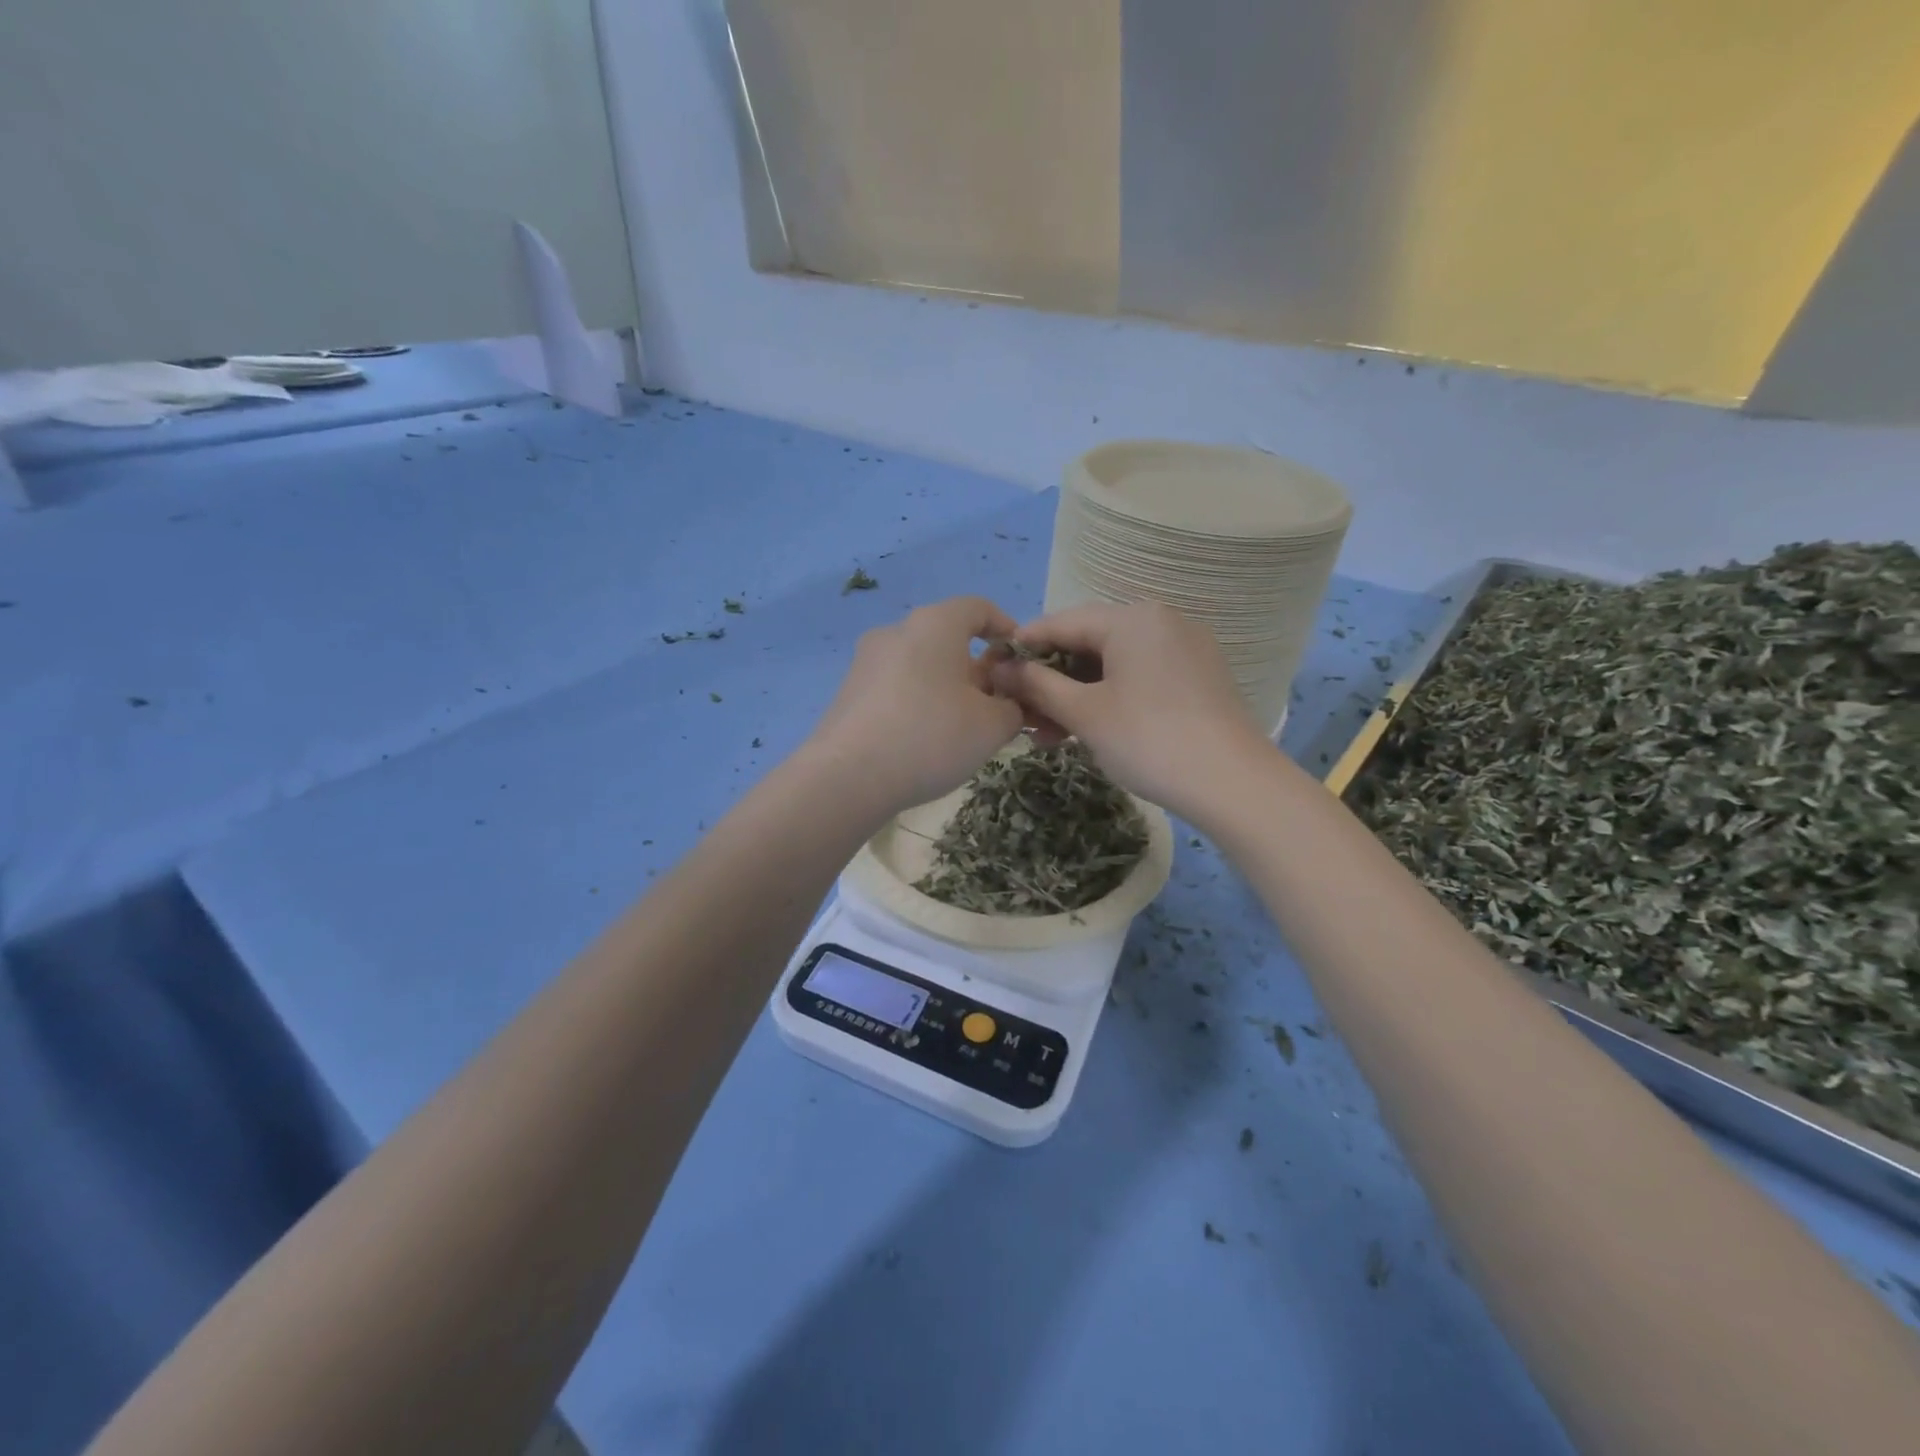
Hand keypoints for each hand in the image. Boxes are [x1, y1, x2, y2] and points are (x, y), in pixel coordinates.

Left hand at [806, 596, 1025, 813]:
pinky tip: (924, 740)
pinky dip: (917, 702)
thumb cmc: (931, 736)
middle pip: (947, 639)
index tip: (1021, 661)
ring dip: (946, 688)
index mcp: (935, 624)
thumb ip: (1013, 707)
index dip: (1006, 629)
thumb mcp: (992, 726)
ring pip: (920, 665)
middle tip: (997, 705)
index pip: (979, 608)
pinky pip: (896, 687)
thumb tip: (1007, 704)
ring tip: (962, 728)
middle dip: (977, 668)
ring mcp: (866, 661)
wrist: (848, 776)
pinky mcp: (848, 692)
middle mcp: (896, 631)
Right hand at [989, 600, 1272, 821]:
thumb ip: (1037, 686)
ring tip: (1047, 734)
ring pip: (1113, 664)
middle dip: (1049, 680)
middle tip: (1020, 715)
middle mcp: (1160, 621)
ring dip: (1076, 695)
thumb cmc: (1149, 740)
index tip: (991, 671)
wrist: (1234, 784)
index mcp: (1132, 618)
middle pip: (1088, 643)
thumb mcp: (1085, 714)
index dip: (1022, 647)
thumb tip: (1000, 668)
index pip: (1061, 622)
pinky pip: (1139, 677)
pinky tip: (1088, 729)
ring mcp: (1184, 648)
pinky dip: (1109, 698)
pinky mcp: (1197, 676)